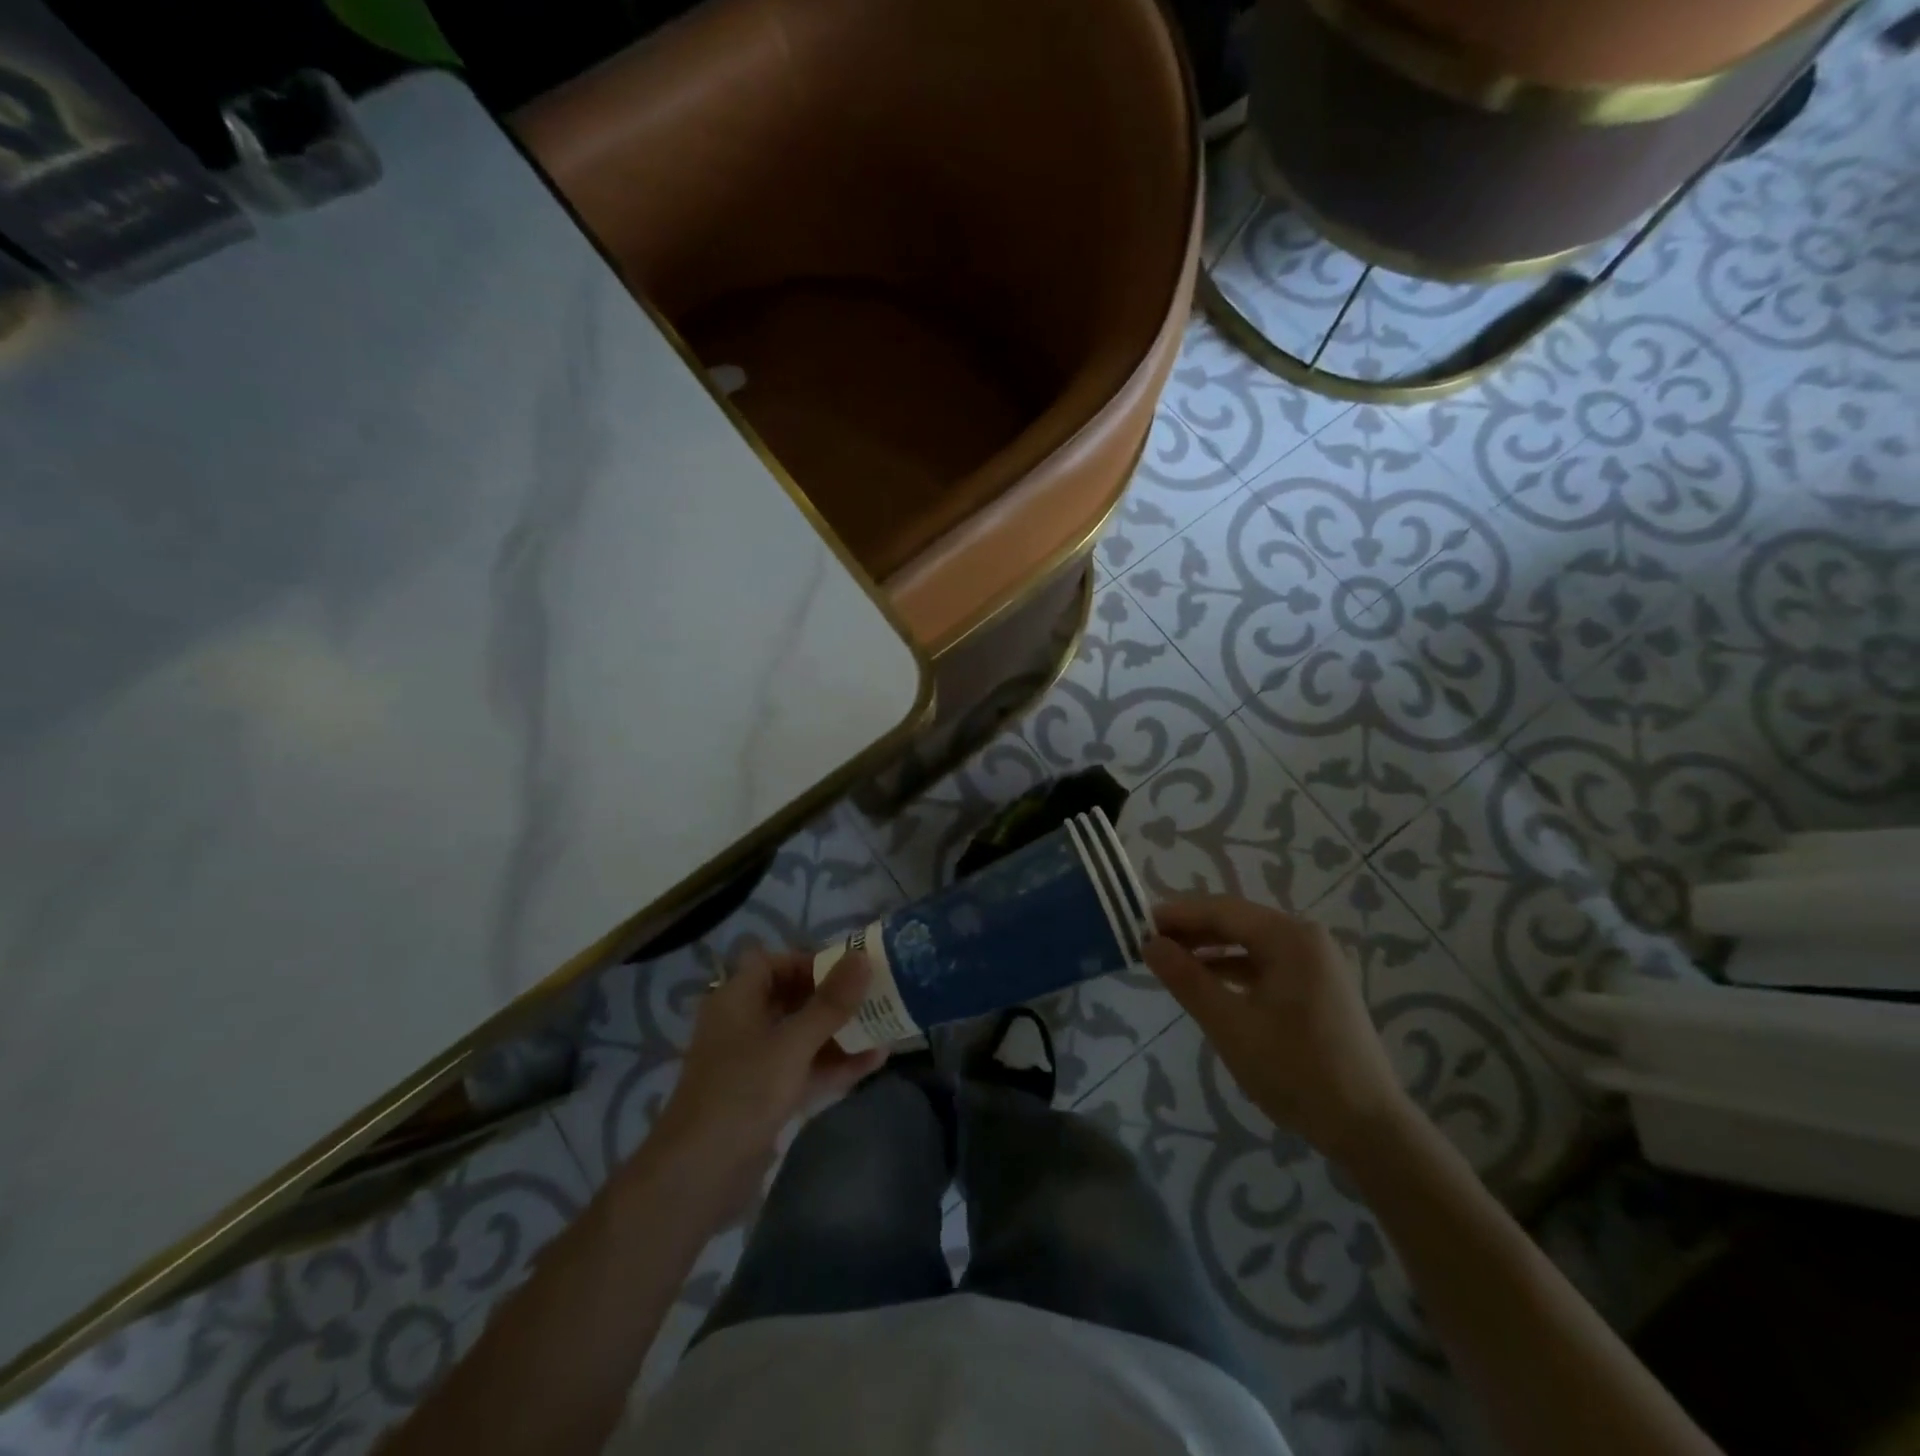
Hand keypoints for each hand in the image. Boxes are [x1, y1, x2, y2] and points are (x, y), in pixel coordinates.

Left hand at [646, 945, 885, 1209]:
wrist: (698, 1176)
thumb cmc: (742, 1092)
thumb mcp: (793, 1043)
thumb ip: (831, 1002)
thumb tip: (862, 957)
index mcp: (737, 999)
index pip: (772, 962)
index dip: (808, 960)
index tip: (848, 967)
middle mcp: (743, 1024)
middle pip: (791, 997)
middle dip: (833, 996)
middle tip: (875, 993)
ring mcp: (754, 1062)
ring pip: (801, 1034)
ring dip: (839, 1030)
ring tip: (884, 1024)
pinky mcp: (765, 1096)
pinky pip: (804, 1068)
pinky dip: (833, 1063)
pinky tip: (874, 1061)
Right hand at [1144, 895, 1411, 1163]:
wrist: (1369, 1128)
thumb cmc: (1296, 1071)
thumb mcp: (1230, 1025)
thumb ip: (1187, 979)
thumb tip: (1149, 943)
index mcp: (1289, 937)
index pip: (1220, 910)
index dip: (1176, 914)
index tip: (1136, 923)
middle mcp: (1304, 938)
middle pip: (1235, 922)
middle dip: (1190, 930)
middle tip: (1147, 943)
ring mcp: (1314, 962)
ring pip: (1248, 942)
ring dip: (1208, 949)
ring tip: (1168, 961)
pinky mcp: (1315, 986)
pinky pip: (1263, 963)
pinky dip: (1232, 969)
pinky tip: (1205, 982)